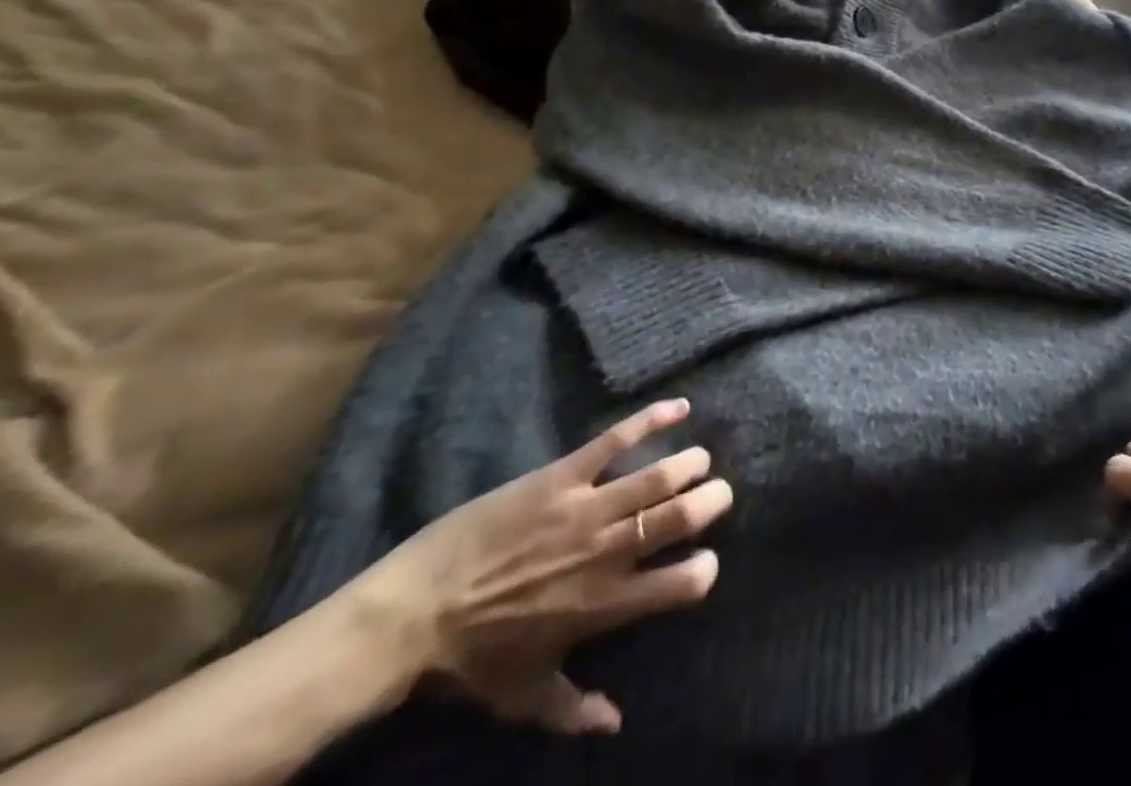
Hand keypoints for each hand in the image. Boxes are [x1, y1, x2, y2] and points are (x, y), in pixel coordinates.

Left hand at [355, 398, 731, 734]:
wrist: (411, 615)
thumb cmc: (471, 661)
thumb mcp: (524, 697)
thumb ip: (575, 709)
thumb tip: (616, 724)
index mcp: (605, 605)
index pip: (679, 584)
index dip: (704, 570)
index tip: (707, 563)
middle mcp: (607, 552)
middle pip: (680, 518)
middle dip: (712, 502)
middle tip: (719, 494)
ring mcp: (586, 508)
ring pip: (658, 476)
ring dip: (689, 463)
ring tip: (701, 459)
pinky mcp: (563, 476)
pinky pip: (616, 440)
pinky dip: (653, 419)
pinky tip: (680, 406)